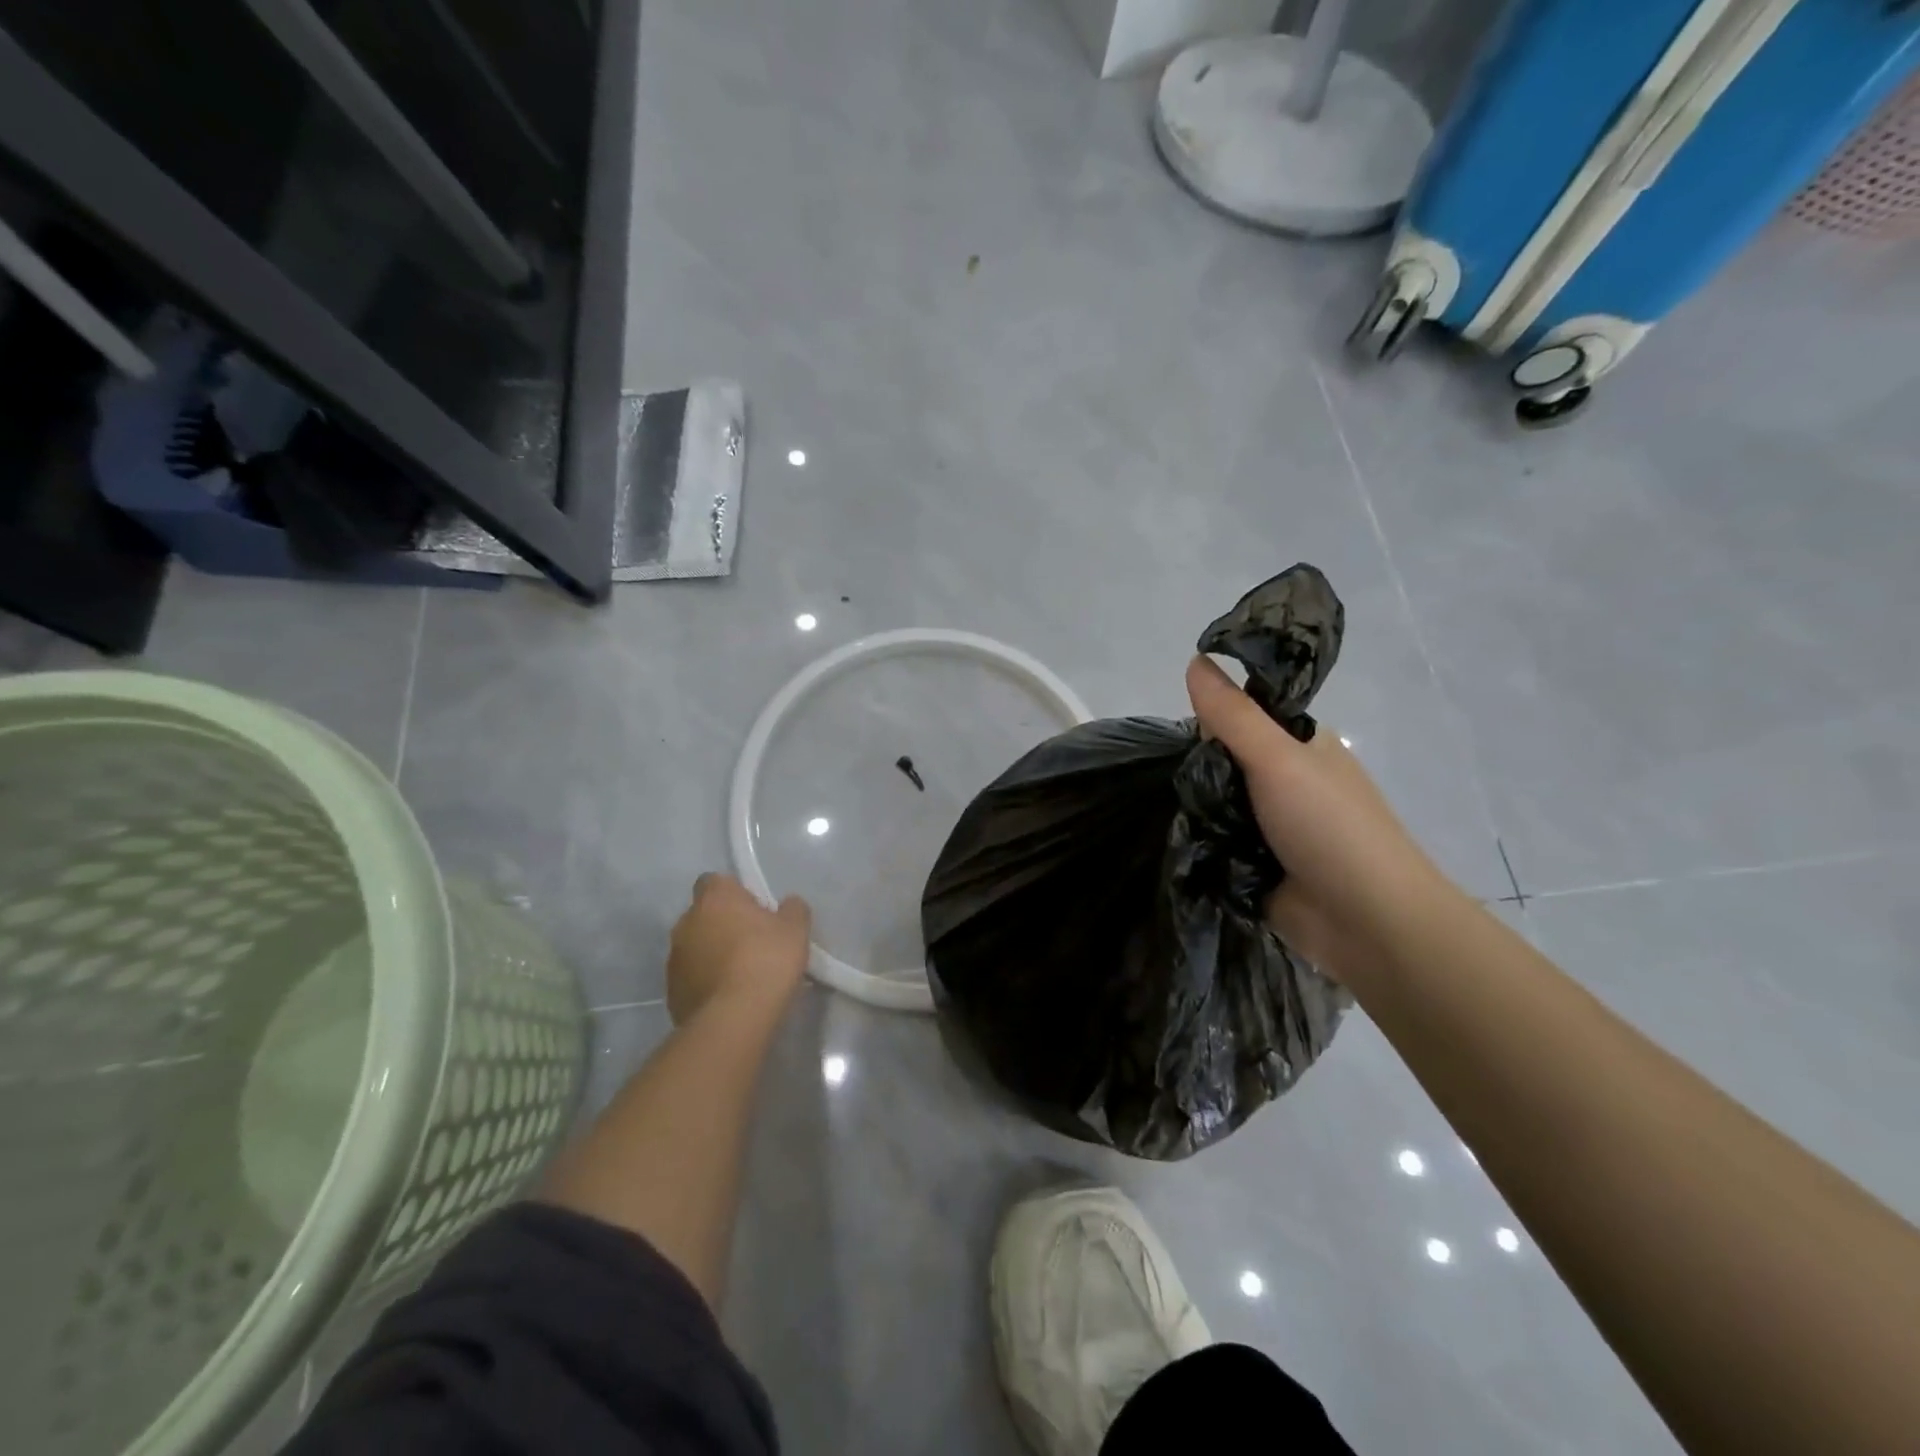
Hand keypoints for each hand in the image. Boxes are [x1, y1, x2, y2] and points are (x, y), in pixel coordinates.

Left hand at [666, 874, 810, 1025]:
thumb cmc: (767, 960)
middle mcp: (686, 922)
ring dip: (712, 954)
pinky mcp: (671, 991)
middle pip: (704, 915)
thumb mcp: (796, 929)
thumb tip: (788, 905)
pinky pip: (691, 977)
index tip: (754, 910)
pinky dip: (705, 982)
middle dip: (723, 924)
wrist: (734, 1018)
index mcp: (714, 898)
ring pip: (695, 947)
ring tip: (740, 975)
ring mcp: (674, 958)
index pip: (715, 881)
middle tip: (752, 943)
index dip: (734, 893)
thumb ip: (792, 909)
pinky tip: (728, 997)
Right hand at [1186, 656, 1457, 977]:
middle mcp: (1285, 781)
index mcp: (1300, 746)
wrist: (1368, 922)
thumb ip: (1233, 715)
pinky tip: (1167, 841)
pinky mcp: (1254, 866)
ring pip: (1214, 804)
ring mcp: (1270, 827)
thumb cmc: (1330, 827)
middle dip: (1193, 771)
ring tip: (1154, 812)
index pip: (1241, 717)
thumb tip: (1195, 659)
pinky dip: (1196, 843)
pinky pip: (1214, 843)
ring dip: (1191, 809)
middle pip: (1221, 762)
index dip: (1209, 721)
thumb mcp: (1278, 759)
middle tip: (1166, 781)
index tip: (1180, 736)